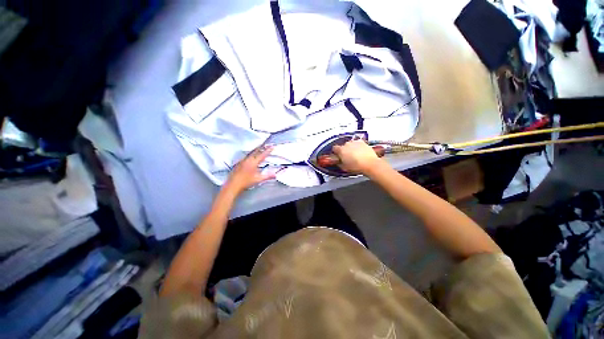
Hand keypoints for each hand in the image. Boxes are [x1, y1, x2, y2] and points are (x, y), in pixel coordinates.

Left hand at [225, 146, 275, 194]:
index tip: (272, 147)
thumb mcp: (258, 179)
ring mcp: (242, 161)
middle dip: (261, 147)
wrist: (233, 185)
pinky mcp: (238, 163)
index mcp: (253, 162)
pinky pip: (246, 156)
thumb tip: (275, 175)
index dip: (268, 150)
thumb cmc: (246, 182)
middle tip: (266, 145)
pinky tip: (251, 157)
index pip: (263, 155)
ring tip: (259, 149)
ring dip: (256, 150)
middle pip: (256, 151)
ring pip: (251, 153)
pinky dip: (251, 155)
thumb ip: (267, 176)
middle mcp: (248, 160)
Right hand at [332, 140, 384, 174]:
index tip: (337, 155)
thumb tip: (338, 162)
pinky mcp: (362, 142)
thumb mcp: (344, 168)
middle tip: (347, 157)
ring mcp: (355, 142)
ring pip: (350, 144)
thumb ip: (339, 163)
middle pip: (343, 146)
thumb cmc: (357, 166)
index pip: (334, 148)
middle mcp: (347, 144)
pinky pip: (357, 143)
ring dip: (351, 148)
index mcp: (341, 150)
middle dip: (344, 150)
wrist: (370, 164)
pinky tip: (360, 152)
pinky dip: (357, 147)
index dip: (335, 152)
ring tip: (354, 155)